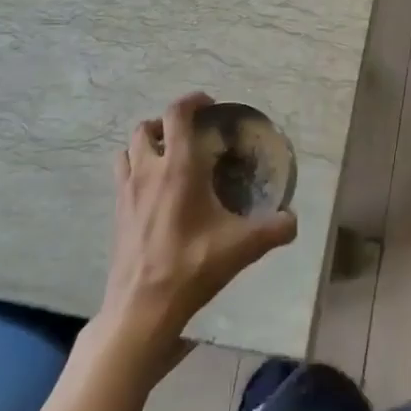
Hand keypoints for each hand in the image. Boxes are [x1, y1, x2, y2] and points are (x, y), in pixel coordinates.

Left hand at [100, 93, 296, 379]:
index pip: (177, 114)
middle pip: (145, 127)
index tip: (209, 104)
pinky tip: (154, 193)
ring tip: (166, 158)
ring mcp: (127, 192)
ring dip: (145, 145)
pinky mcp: (117, 214)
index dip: (192, 100)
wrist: (141, 309)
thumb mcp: (241, 247)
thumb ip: (273, 230)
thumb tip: (293, 220)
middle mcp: (148, 171)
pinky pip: (121, 176)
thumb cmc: (191, 267)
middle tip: (188, 135)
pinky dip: (135, 171)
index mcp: (178, 167)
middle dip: (165, 124)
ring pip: (128, 149)